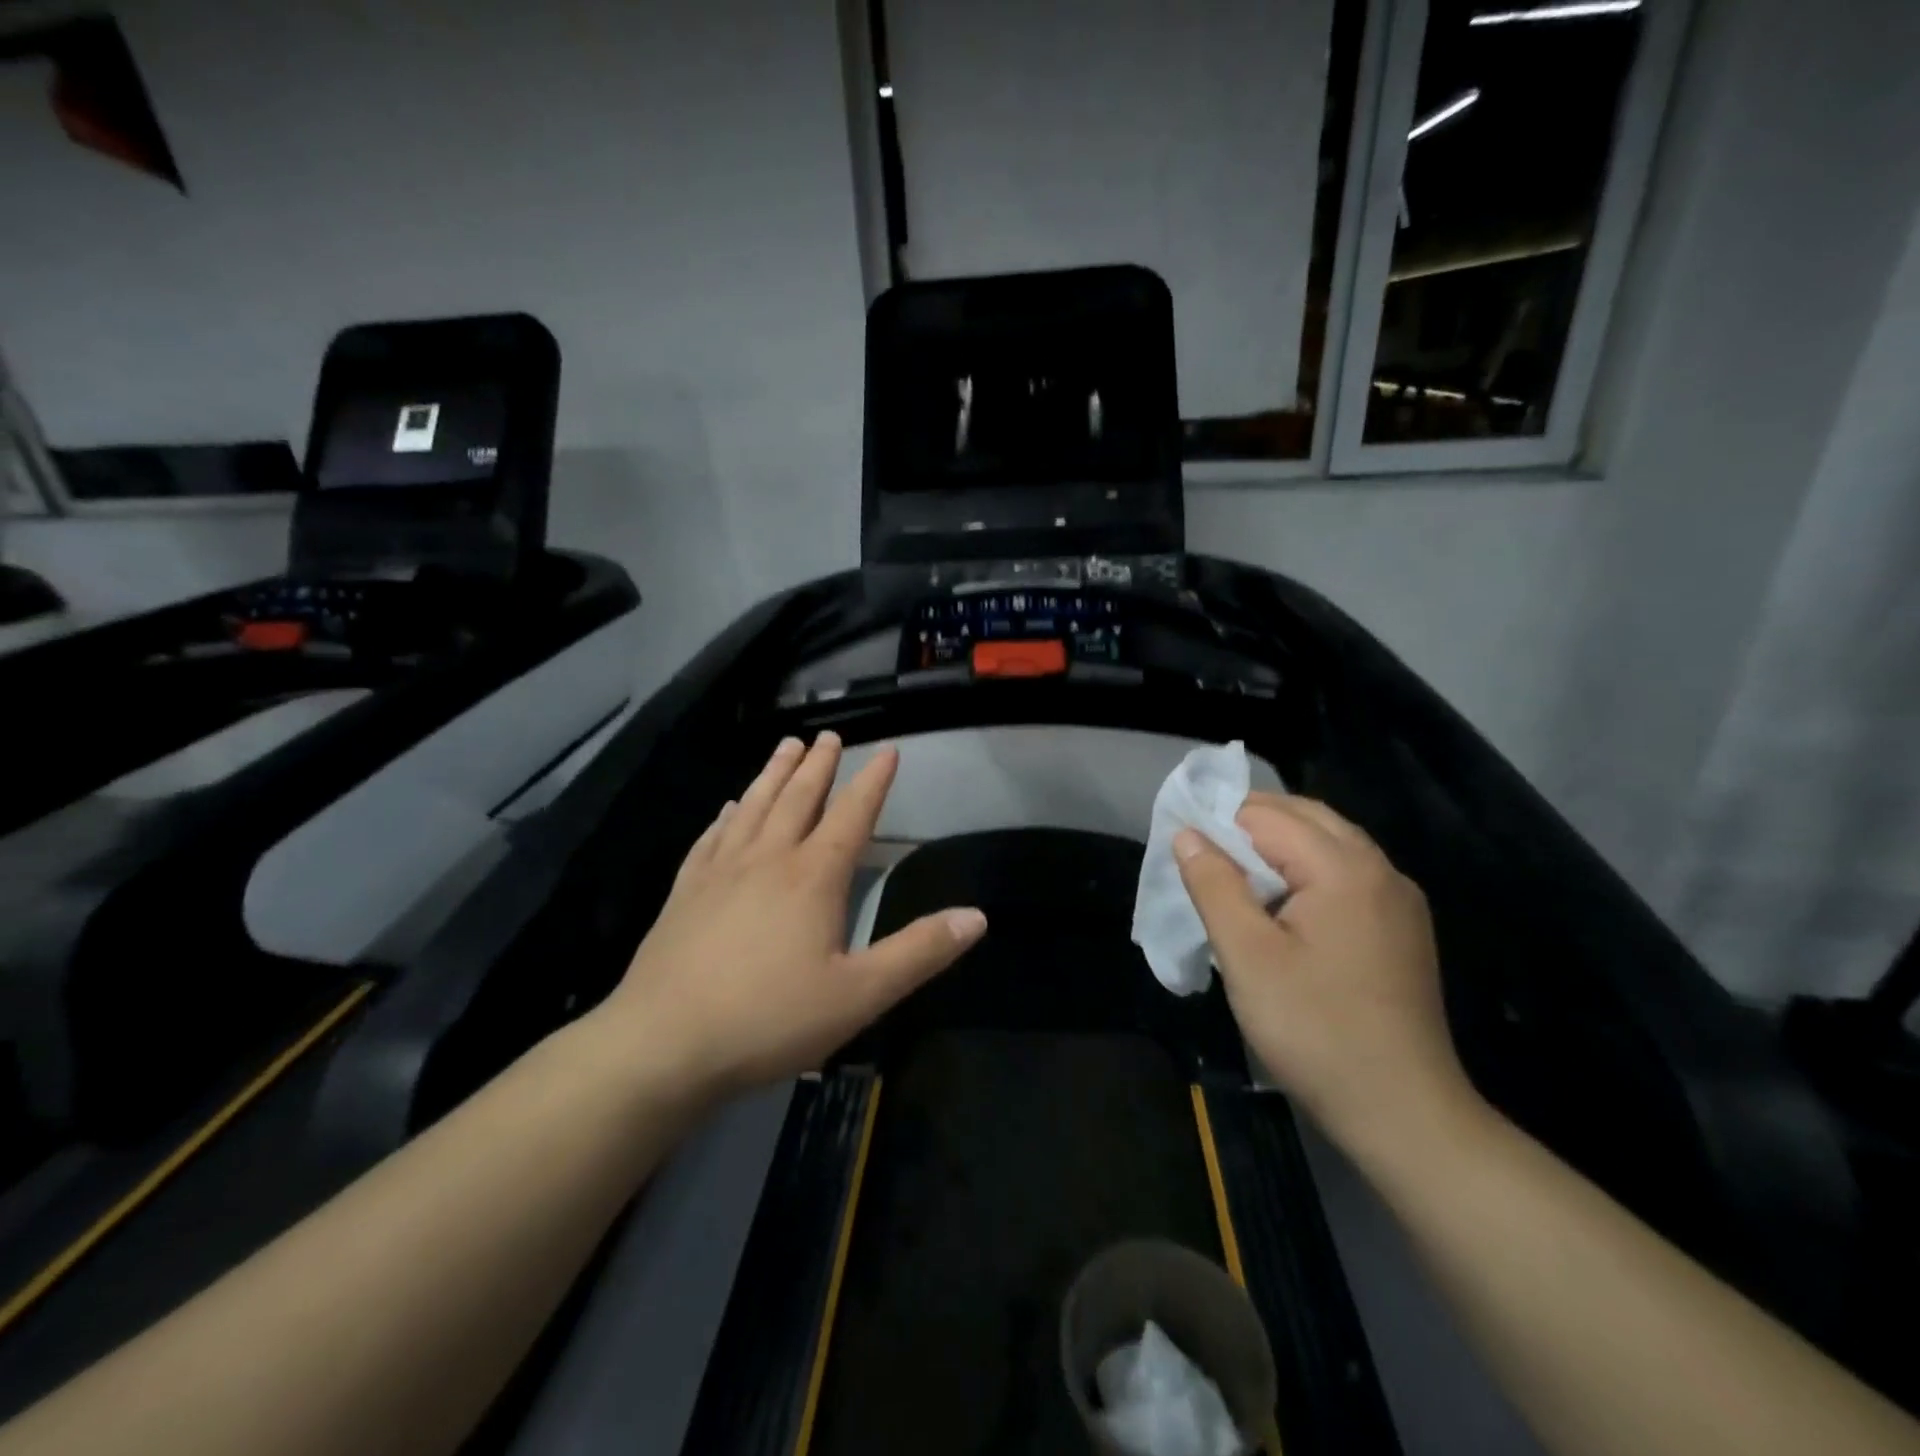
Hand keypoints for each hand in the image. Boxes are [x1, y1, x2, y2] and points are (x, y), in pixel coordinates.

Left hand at [602, 733, 986, 1095]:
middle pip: (798, 799)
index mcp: (813, 877)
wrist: (664, 1044)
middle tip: (829, 735)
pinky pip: (711, 838)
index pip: (852, 815)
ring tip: (786, 745)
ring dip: (773, 774)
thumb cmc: (770, 1019)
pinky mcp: (685, 892)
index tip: (887, 750)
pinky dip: (726, 816)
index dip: (873, 782)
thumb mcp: (860, 995)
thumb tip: (976, 917)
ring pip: (753, 807)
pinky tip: (728, 808)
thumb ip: (919, 953)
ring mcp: (720, 872)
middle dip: (818, 765)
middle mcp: (767, 859)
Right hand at [1175, 794, 1479, 1157]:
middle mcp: (1381, 870)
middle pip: (1307, 817)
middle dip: (1251, 823)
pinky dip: (1309, 869)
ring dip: (1281, 845)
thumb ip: (1214, 885)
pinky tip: (1284, 905)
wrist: (1403, 1111)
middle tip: (1204, 852)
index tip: (1185, 847)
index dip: (1220, 822)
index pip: (1269, 816)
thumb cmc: (1314, 1029)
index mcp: (1344, 868)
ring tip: (1236, 876)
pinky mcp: (1403, 929)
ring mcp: (1399, 900)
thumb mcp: (1247, 956)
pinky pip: (1348, 873)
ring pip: (1331, 843)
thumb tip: (1188, 834)